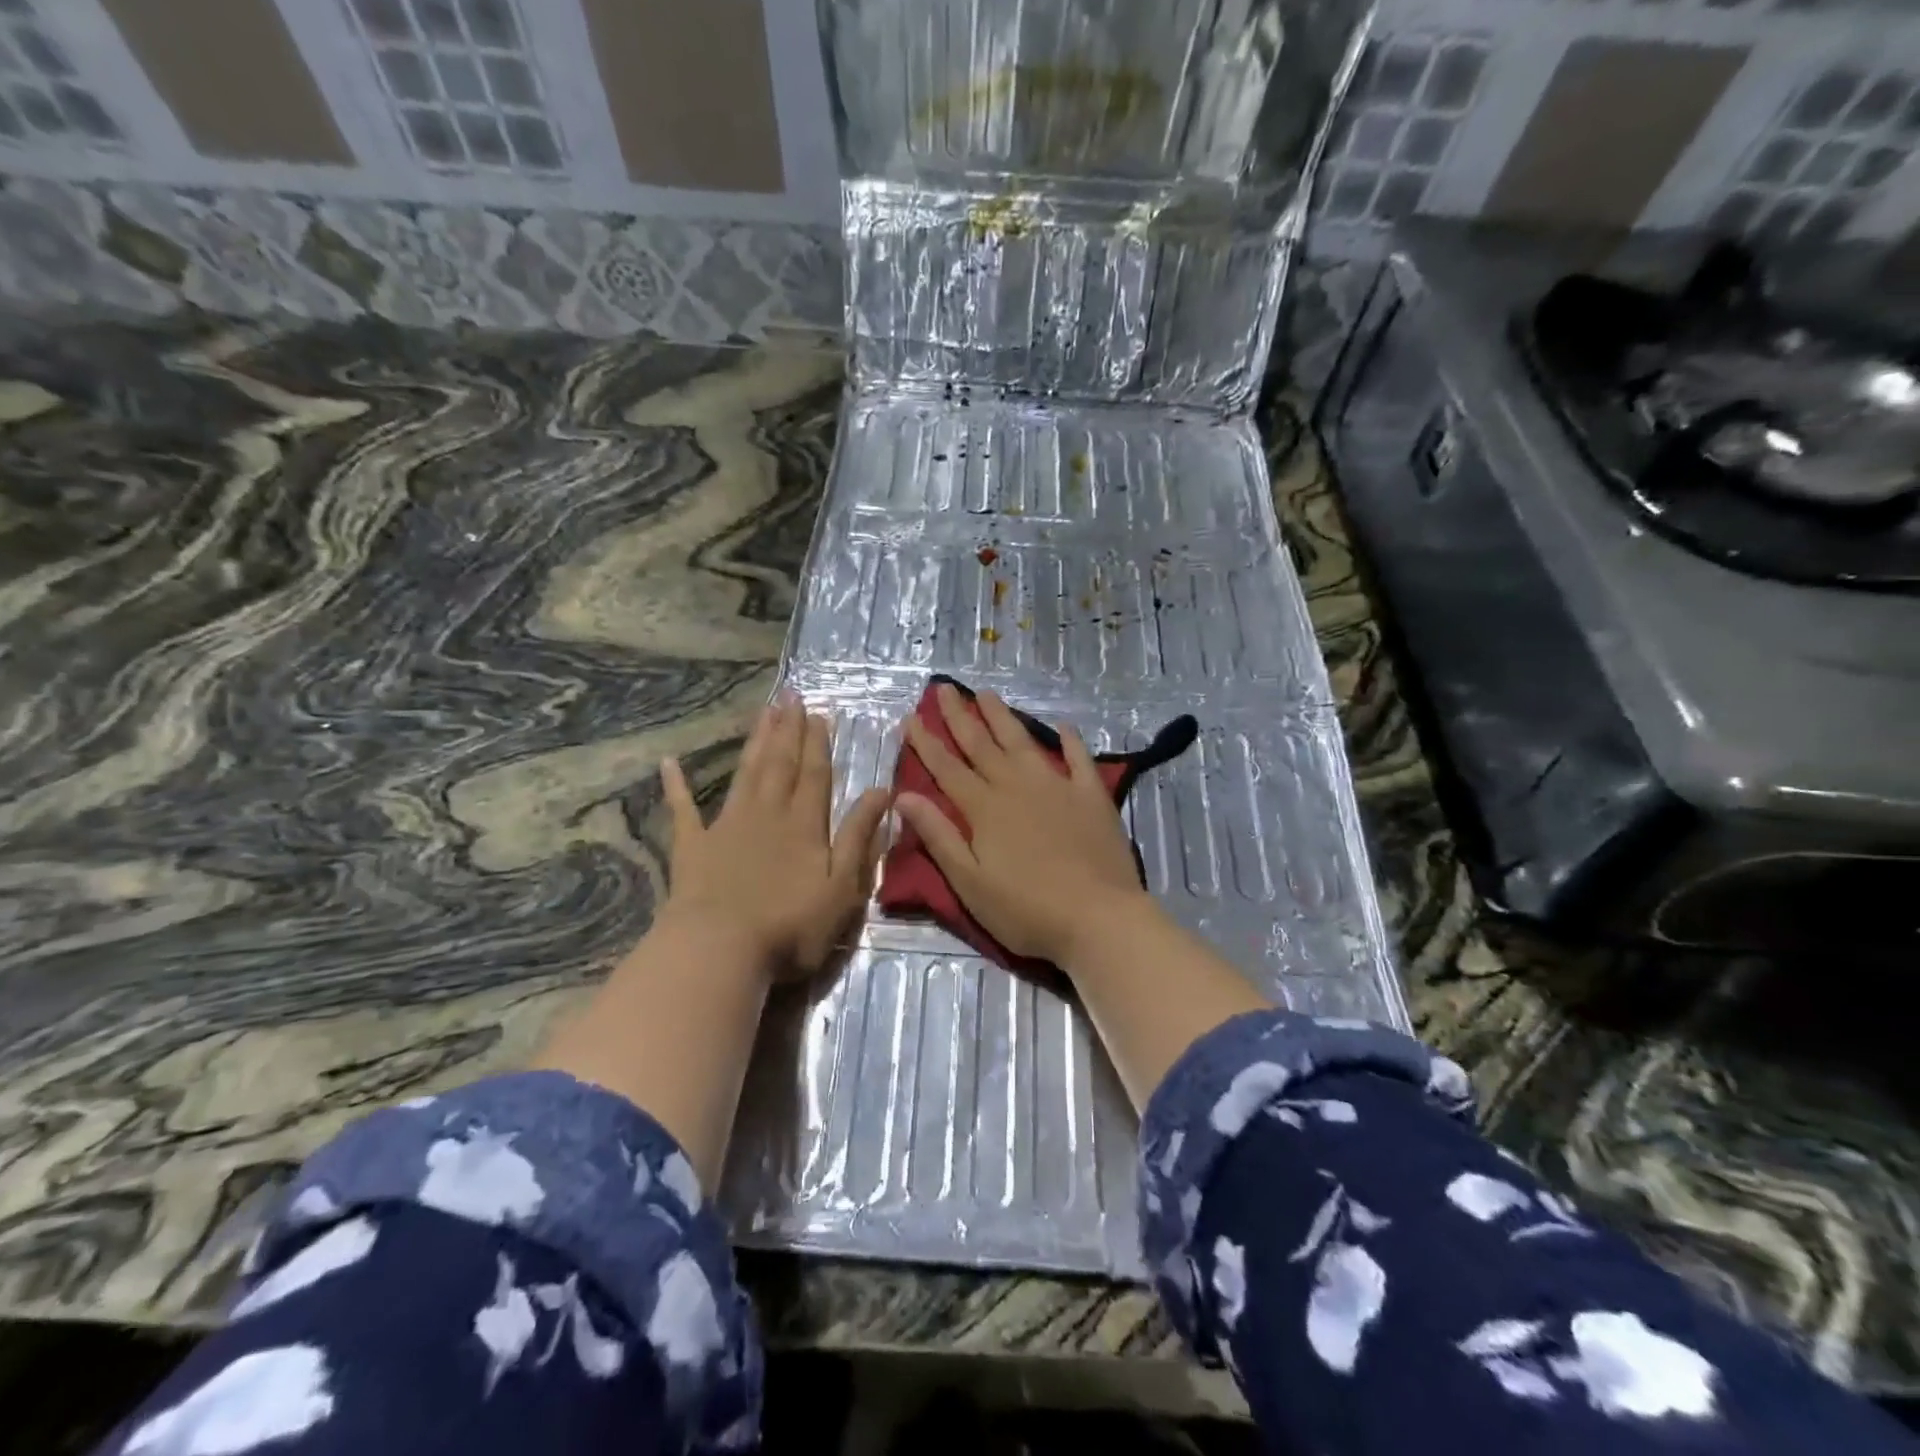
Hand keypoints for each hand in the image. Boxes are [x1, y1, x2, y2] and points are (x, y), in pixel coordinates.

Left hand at [660, 692, 889, 980]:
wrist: (720, 949)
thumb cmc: (790, 925)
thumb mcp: (843, 886)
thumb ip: (860, 836)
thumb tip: (882, 790)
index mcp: (805, 825)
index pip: (815, 775)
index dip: (818, 743)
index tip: (820, 713)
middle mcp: (767, 814)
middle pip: (780, 764)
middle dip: (788, 729)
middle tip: (790, 695)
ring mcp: (726, 826)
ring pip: (745, 774)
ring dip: (756, 742)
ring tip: (764, 712)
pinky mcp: (693, 847)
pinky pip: (683, 810)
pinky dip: (676, 786)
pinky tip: (669, 764)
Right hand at [896, 683, 1154, 968]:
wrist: (1099, 917)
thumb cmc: (1026, 910)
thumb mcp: (969, 882)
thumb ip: (938, 835)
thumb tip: (904, 796)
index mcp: (984, 808)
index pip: (947, 768)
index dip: (926, 743)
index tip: (910, 718)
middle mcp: (1016, 786)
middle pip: (981, 745)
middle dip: (959, 716)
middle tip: (944, 688)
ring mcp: (1057, 786)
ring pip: (1022, 742)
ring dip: (1002, 717)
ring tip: (987, 694)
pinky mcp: (1091, 796)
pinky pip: (1078, 758)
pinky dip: (1070, 740)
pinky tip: (1063, 726)